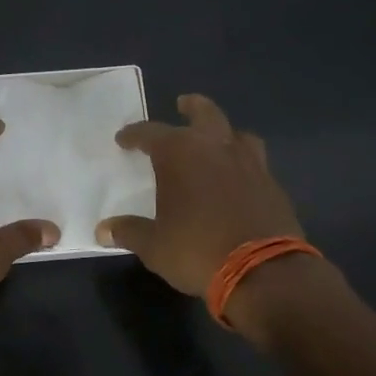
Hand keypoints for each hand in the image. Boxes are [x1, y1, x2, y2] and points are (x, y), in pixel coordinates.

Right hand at [97, 93, 308, 297]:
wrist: (264, 272)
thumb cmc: (197, 250)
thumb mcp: (154, 246)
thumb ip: (129, 232)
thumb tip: (103, 230)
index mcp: (180, 153)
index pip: (150, 132)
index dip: (134, 134)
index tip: (123, 139)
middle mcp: (216, 147)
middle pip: (205, 113)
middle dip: (192, 107)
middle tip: (183, 103)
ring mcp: (250, 163)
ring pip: (237, 133)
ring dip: (223, 132)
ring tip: (215, 140)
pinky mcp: (273, 184)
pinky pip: (255, 161)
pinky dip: (242, 162)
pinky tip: (237, 178)